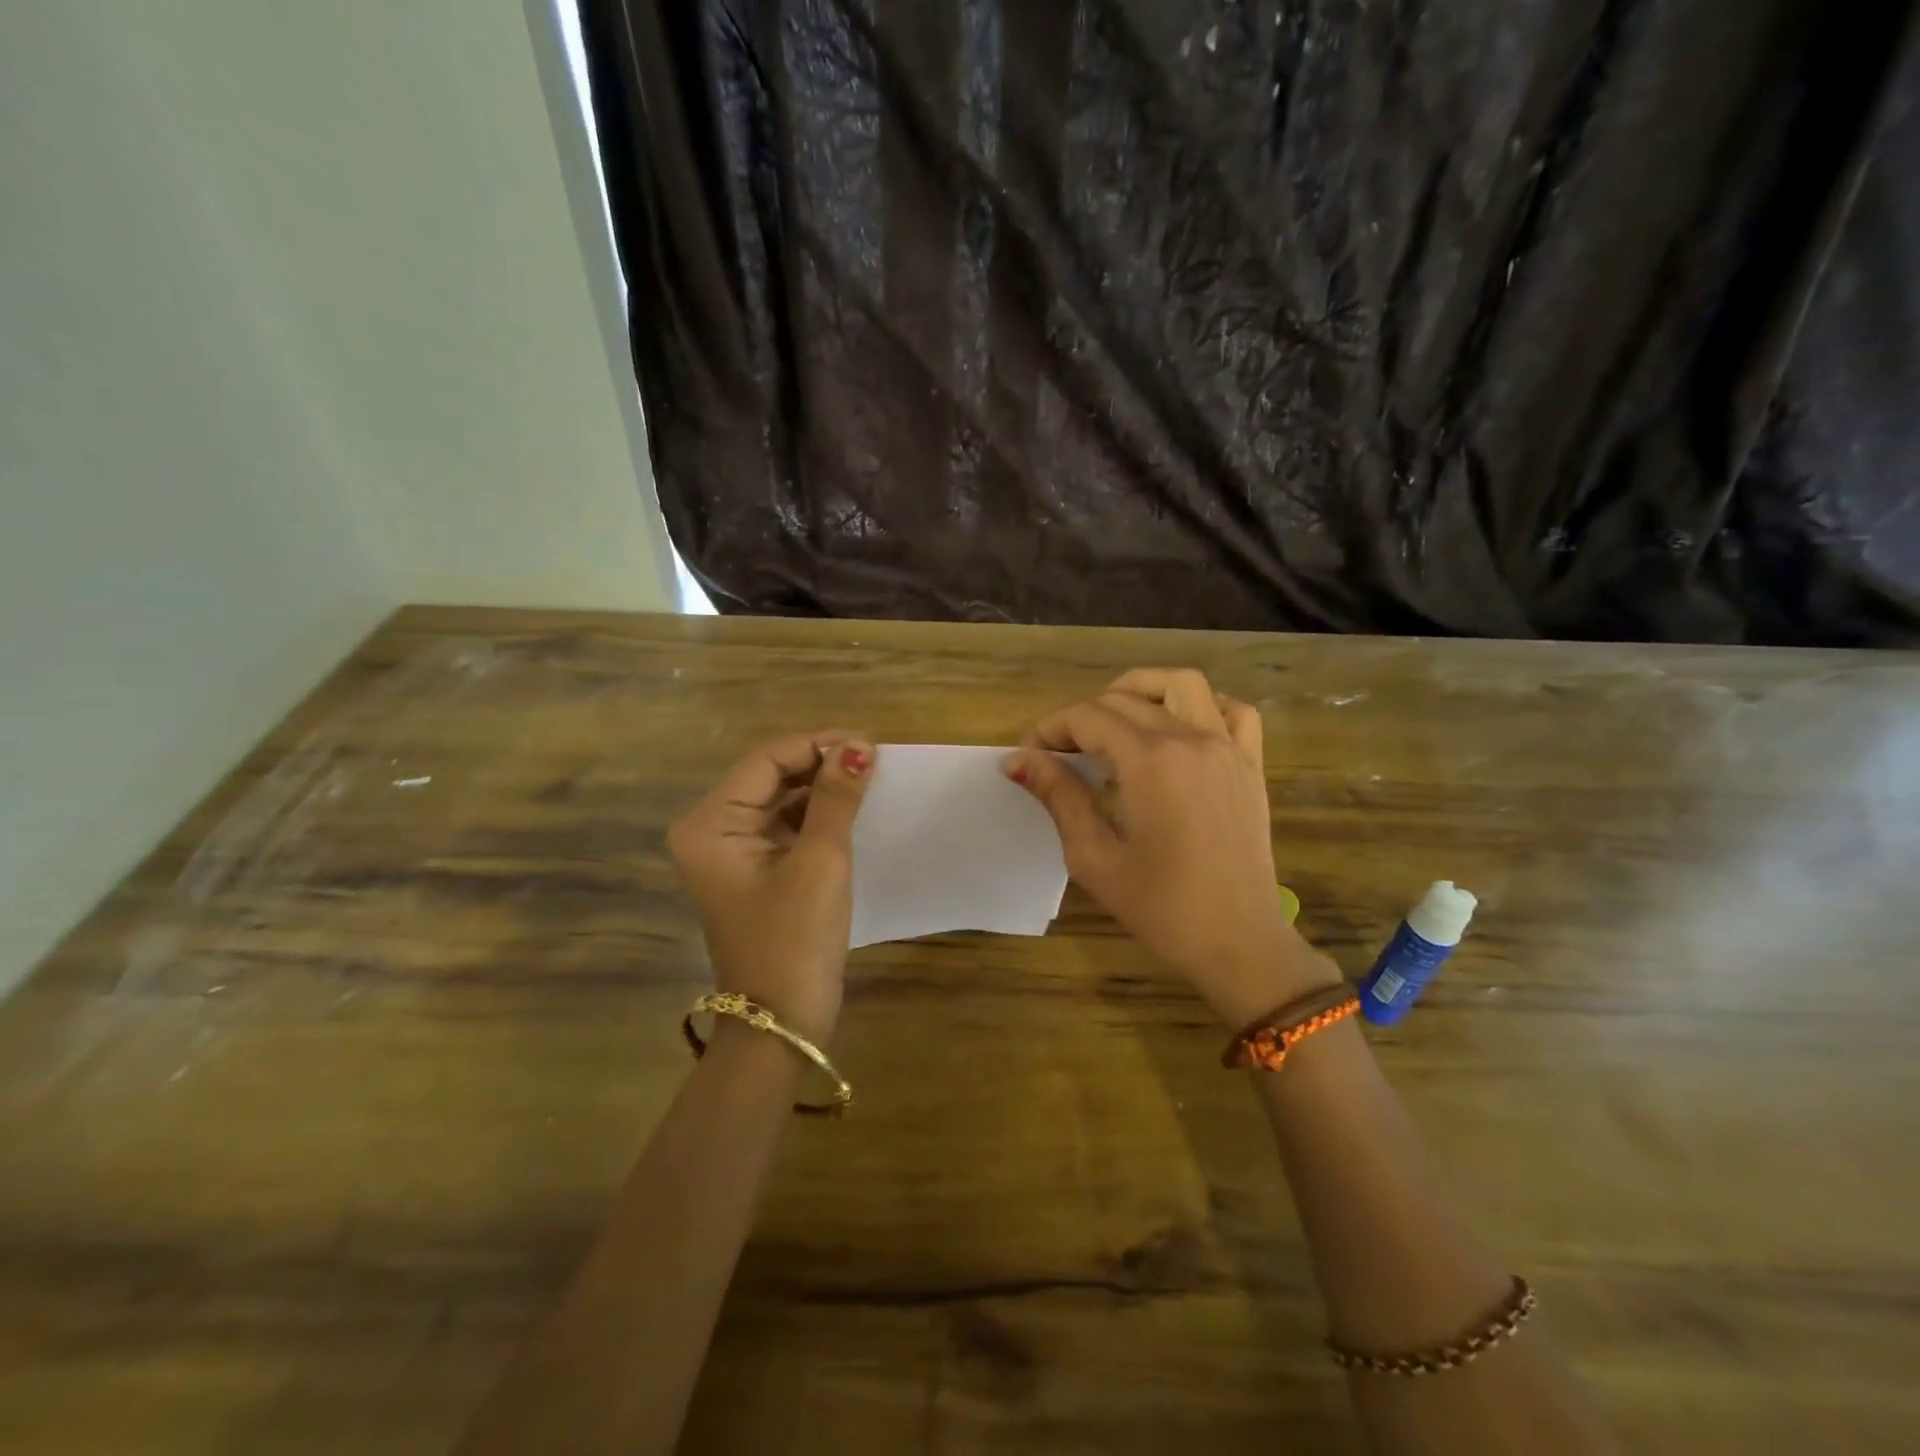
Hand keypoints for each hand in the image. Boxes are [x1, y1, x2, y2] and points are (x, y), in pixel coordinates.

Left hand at [667, 732, 874, 1044]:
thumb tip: (859, 745)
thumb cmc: (795, 939)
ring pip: (782, 799)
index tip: (869, 742)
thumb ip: (836, 798)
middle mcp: (713, 830)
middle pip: (771, 775)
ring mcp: (734, 852)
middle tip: (874, 760)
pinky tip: (853, 810)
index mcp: (710, 824)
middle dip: (821, 764)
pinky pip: (787, 826)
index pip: (766, 760)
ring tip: (870, 780)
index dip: (817, 744)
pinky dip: (819, 815)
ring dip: (822, 788)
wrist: (782, 1023)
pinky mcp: (757, 870)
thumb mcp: (820, 861)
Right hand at [1005, 669, 1340, 1026]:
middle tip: (1058, 753)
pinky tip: (1177, 728)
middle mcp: (1191, 740)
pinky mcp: (1251, 764)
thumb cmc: (1162, 909)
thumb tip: (1018, 760)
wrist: (1239, 943)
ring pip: (1181, 684)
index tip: (1029, 755)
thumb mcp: (1095, 858)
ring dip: (1140, 690)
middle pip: (1124, 699)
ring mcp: (1229, 747)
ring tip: (1113, 722)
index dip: (1049, 729)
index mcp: (1150, 762)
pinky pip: (1232, 710)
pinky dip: (1201, 705)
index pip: (1087, 717)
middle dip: (1081, 717)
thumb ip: (1059, 797)